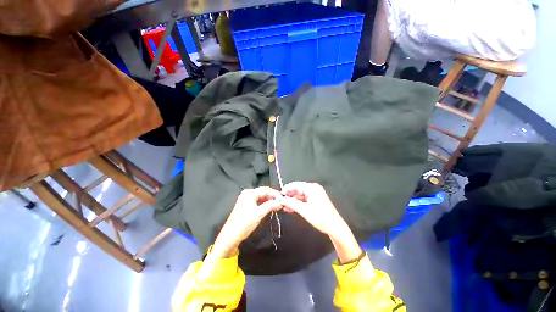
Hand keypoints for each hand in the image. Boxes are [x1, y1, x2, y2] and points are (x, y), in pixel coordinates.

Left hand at [211, 187, 281, 258]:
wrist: (230, 236)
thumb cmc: (244, 223)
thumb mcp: (259, 214)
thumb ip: (270, 206)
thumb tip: (280, 202)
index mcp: (249, 193)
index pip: (265, 189)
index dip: (275, 193)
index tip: (283, 199)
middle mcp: (247, 193)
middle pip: (263, 192)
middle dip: (272, 197)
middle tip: (281, 203)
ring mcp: (246, 199)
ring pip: (261, 197)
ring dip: (269, 201)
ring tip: (277, 206)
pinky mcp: (246, 205)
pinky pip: (258, 201)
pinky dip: (264, 204)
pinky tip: (270, 208)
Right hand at [281, 182, 361, 263]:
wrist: (335, 227)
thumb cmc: (320, 217)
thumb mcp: (304, 210)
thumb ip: (292, 203)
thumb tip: (282, 199)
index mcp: (312, 188)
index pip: (296, 185)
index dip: (287, 189)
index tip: (279, 194)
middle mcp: (314, 188)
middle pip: (298, 189)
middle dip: (289, 196)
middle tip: (281, 202)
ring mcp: (316, 194)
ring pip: (301, 195)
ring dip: (293, 200)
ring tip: (285, 207)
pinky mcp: (317, 200)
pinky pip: (305, 199)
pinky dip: (298, 203)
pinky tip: (292, 208)